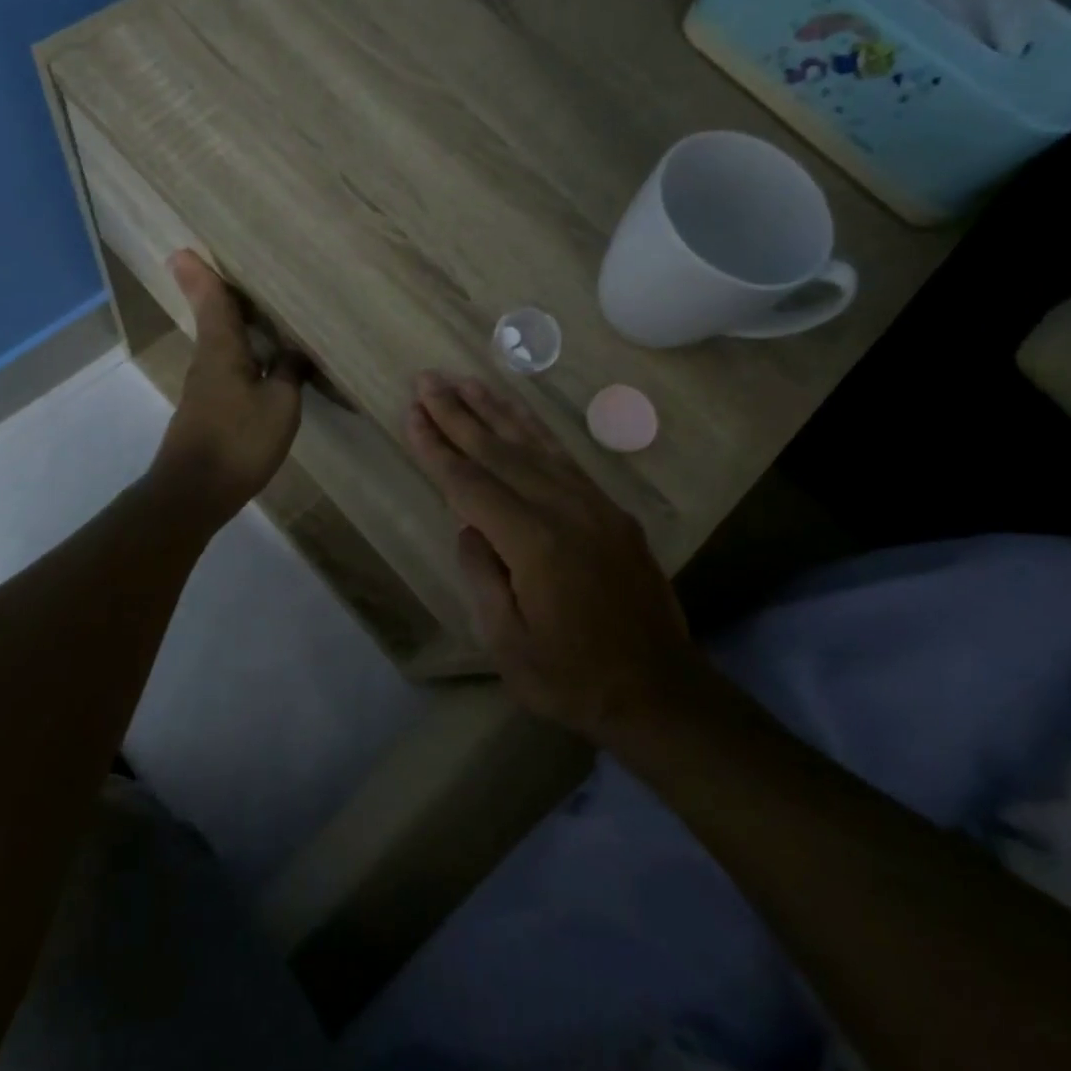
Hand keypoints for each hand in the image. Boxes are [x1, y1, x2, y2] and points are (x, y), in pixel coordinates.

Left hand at [151, 251, 304, 522]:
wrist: (194, 492)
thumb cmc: (238, 440)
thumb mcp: (280, 405)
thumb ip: (289, 373)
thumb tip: (295, 351)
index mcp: (222, 350)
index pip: (212, 301)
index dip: (202, 275)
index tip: (183, 250)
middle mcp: (207, 361)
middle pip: (212, 318)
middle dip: (217, 293)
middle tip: (228, 270)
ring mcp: (204, 387)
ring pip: (219, 343)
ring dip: (231, 323)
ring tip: (256, 310)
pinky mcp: (208, 410)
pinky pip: (226, 367)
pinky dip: (240, 353)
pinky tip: (260, 362)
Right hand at [404, 371, 689, 741]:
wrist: (659, 690)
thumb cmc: (572, 677)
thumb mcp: (507, 642)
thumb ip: (482, 575)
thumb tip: (468, 526)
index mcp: (533, 543)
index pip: (469, 483)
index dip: (436, 447)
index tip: (411, 412)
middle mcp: (562, 509)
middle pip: (498, 451)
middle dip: (457, 413)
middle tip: (427, 379)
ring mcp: (592, 504)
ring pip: (533, 443)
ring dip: (495, 409)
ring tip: (465, 381)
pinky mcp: (609, 509)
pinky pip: (564, 457)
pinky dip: (535, 429)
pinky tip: (518, 414)